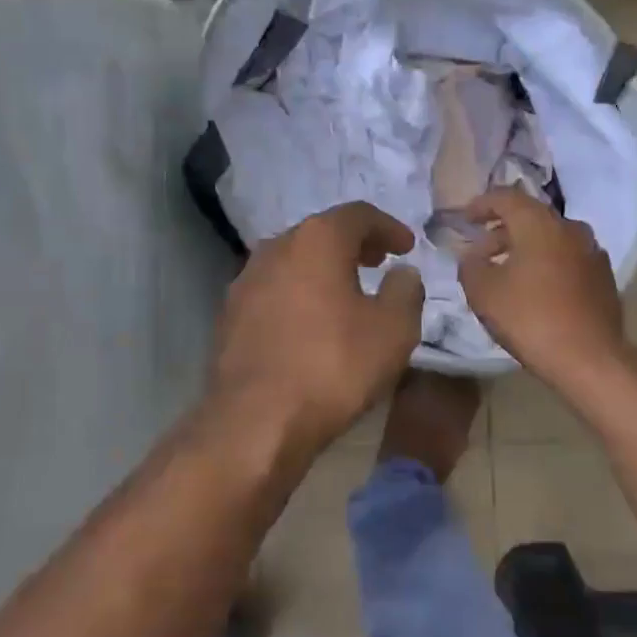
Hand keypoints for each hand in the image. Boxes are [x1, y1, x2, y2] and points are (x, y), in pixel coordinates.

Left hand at [209, 202, 425, 459]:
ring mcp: (246, 280)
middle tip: (377, 262)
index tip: (406, 246)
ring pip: (293, 261)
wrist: (255, 421)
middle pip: (320, 233)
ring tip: (346, 293)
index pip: (358, 214)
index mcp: (317, 240)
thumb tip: (402, 273)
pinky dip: (298, 294)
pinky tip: (311, 323)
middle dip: (353, 244)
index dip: (388, 227)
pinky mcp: (229, 315)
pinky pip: (274, 291)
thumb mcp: (394, 330)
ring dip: (323, 270)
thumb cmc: (333, 366)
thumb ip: (406, 291)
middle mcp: (276, 248)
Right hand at [458, 189, 626, 384]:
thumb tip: (473, 255)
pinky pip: (567, 258)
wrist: (590, 358)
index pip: (506, 197)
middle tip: (481, 249)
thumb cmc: (530, 318)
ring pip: (551, 238)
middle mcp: (569, 227)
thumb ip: (470, 265)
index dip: (482, 204)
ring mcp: (592, 251)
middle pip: (530, 217)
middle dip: (502, 229)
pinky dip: (547, 263)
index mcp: (539, 223)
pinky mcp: (603, 276)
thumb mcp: (483, 292)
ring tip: (506, 271)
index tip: (465, 219)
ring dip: (525, 247)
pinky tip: (536, 288)